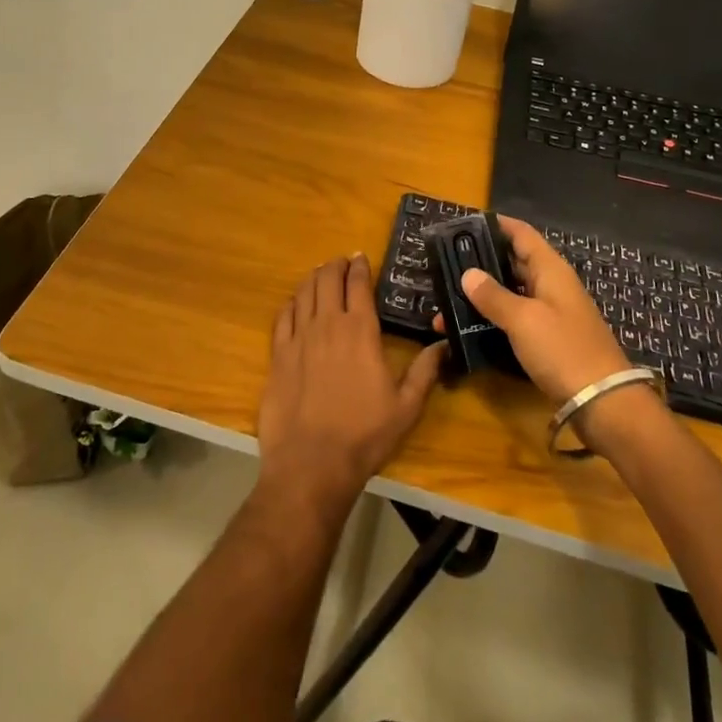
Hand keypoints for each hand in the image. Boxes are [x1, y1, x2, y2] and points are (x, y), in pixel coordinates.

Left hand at [258, 255, 447, 516]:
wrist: (311, 463)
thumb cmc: (364, 435)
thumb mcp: (406, 407)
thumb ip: (425, 371)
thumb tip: (444, 344)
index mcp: (360, 331)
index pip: (358, 285)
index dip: (360, 267)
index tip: (361, 257)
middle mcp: (328, 324)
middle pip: (328, 280)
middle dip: (335, 266)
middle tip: (341, 263)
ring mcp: (299, 337)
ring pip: (304, 292)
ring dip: (314, 278)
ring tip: (320, 274)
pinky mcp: (277, 354)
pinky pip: (282, 316)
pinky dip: (291, 302)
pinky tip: (295, 303)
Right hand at [450, 216, 632, 405]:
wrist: (604, 403)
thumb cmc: (563, 350)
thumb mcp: (524, 320)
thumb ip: (494, 296)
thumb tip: (468, 274)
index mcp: (550, 270)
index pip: (521, 234)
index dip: (496, 225)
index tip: (464, 225)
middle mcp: (551, 285)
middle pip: (513, 263)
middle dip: (481, 262)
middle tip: (445, 264)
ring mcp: (550, 313)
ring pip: (511, 293)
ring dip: (482, 296)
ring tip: (447, 300)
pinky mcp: (547, 340)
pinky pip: (514, 319)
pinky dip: (492, 319)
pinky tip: (467, 329)